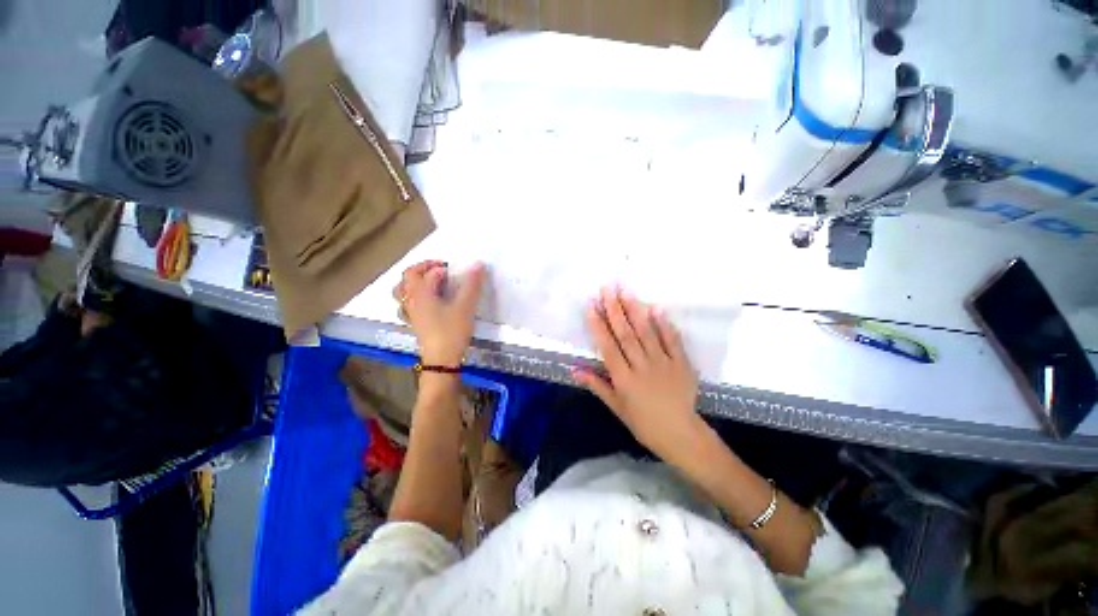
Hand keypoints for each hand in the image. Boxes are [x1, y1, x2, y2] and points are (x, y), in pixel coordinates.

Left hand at [393, 260, 485, 365]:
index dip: (443, 268)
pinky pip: (406, 303)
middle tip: (441, 270)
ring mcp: (410, 312)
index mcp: (421, 293)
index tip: (457, 272)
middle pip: (409, 276)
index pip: (429, 272)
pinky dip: (413, 297)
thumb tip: (478, 264)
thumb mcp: (465, 307)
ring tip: (429, 283)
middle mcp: (411, 300)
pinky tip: (426, 302)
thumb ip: (472, 285)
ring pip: (402, 290)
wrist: (441, 360)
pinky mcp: (414, 322)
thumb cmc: (452, 331)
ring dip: (414, 281)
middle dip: (424, 268)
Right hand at [573, 287, 703, 459]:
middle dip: (614, 309)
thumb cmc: (644, 423)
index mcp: (624, 378)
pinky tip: (656, 308)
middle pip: (626, 334)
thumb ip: (597, 385)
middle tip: (607, 289)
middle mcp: (641, 366)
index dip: (599, 326)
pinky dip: (664, 324)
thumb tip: (575, 370)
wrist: (681, 434)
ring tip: (626, 291)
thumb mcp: (616, 407)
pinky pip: (672, 341)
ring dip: (635, 310)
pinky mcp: (681, 363)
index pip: (608, 347)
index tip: (591, 306)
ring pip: (646, 333)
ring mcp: (663, 363)